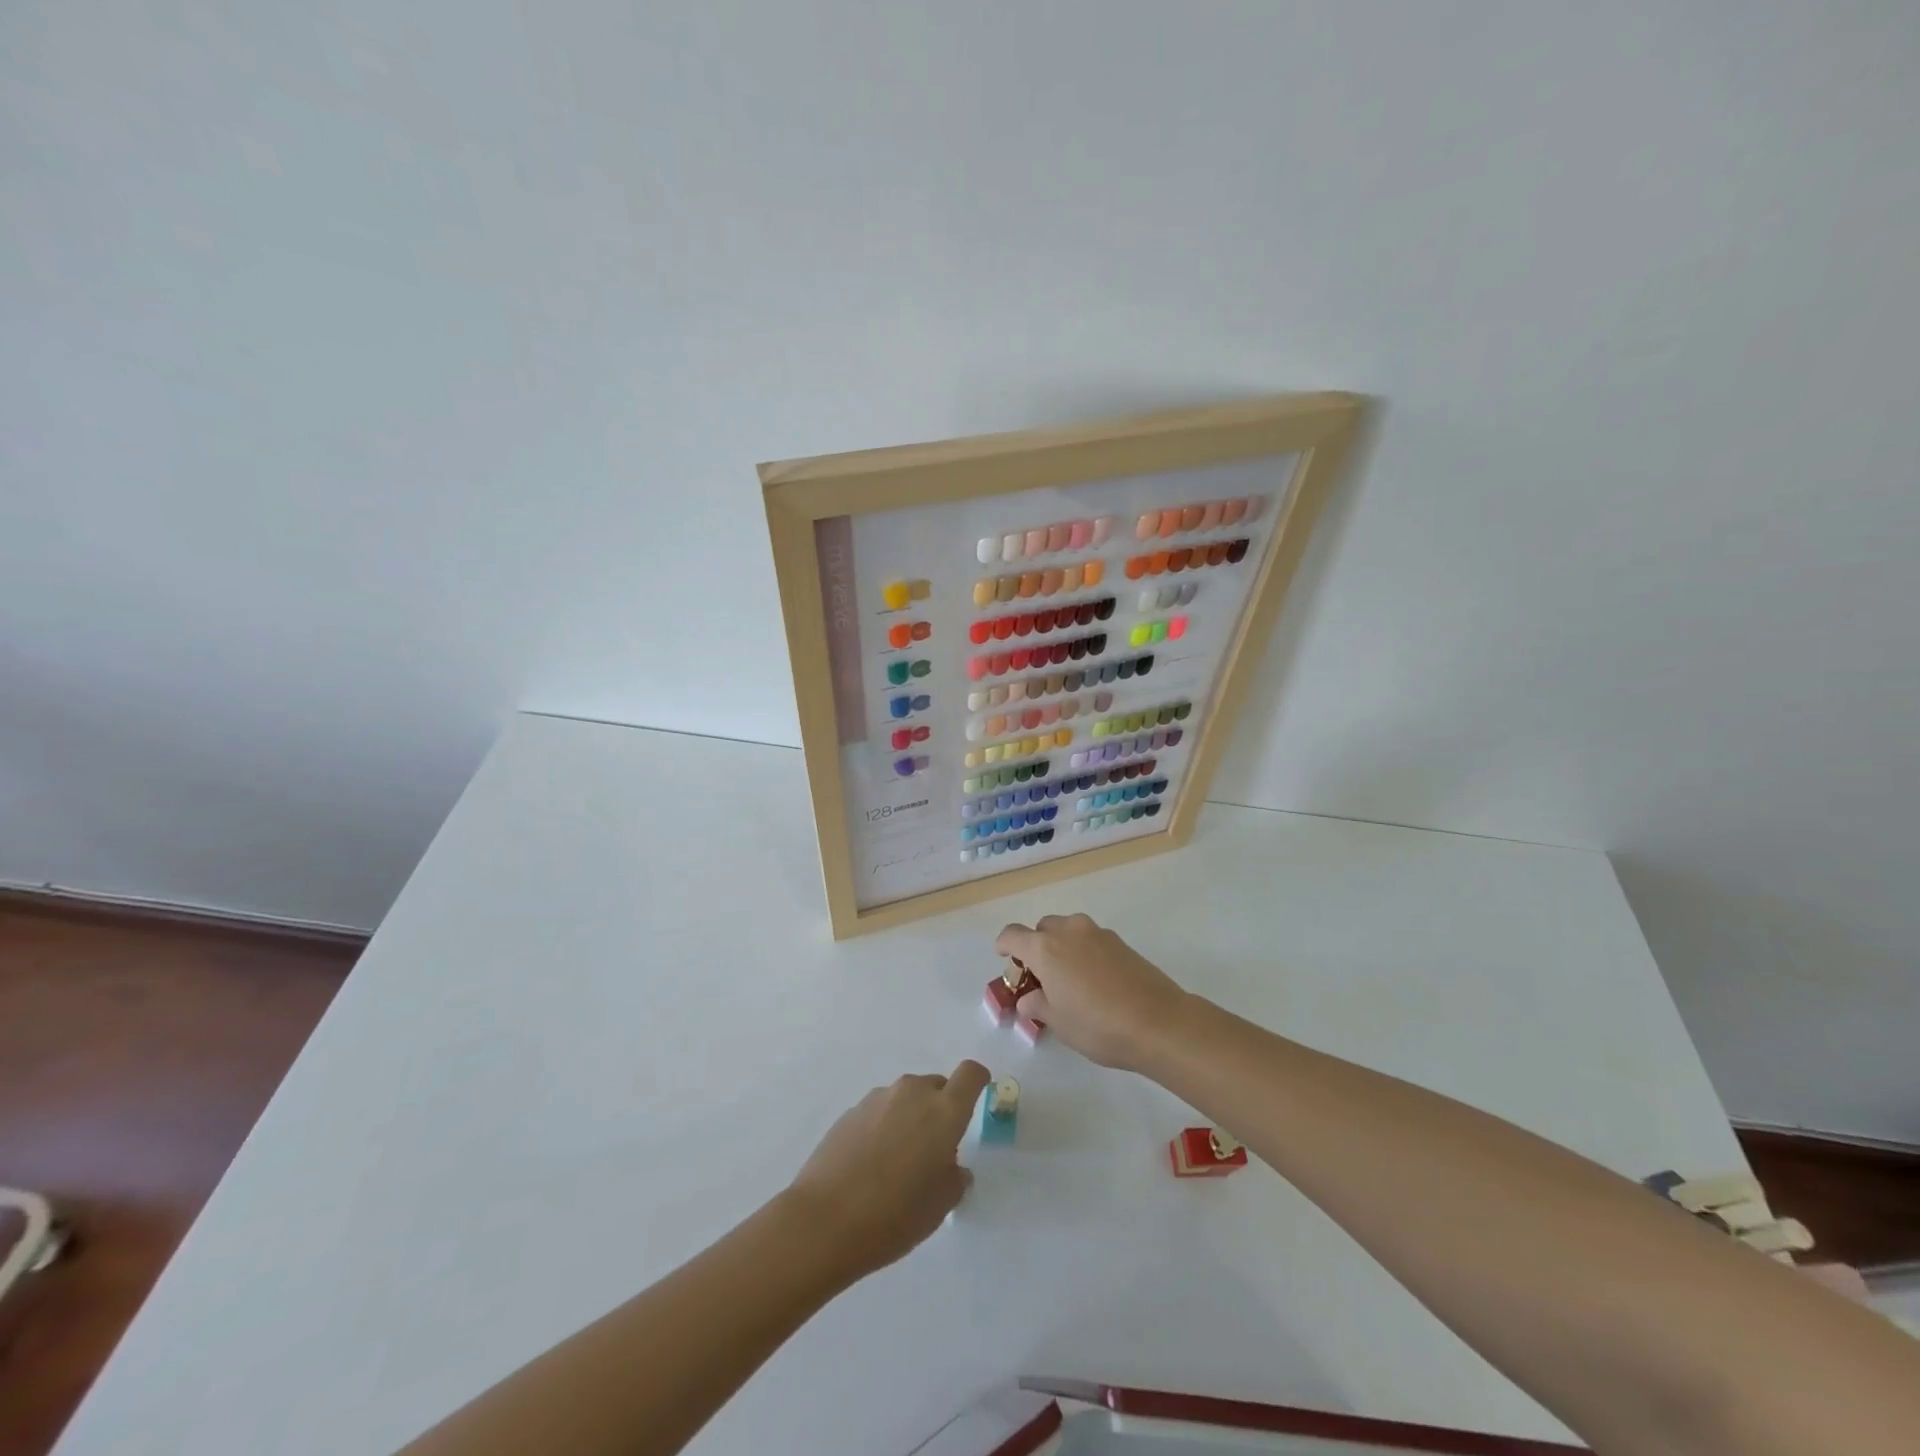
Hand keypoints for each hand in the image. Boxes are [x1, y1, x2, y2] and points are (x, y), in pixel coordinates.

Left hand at [786, 1060, 991, 1281]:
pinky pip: (880, 1112)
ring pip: (906, 1099)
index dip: (978, 1081)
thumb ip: (954, 1178)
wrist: (825, 1220)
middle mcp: (912, 1093)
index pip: (970, 1074)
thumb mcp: (940, 1205)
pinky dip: (884, 1128)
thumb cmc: (895, 1214)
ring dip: (910, 1119)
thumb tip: (951, 1166)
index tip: (978, 1097)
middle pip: (936, 1087)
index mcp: (943, 1110)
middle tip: (934, 1150)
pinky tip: (871, 1165)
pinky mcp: (851, 1111)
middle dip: (940, 1109)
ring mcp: (878, 1099)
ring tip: (898, 1163)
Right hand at [995, 914, 1190, 1070]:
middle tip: (1040, 977)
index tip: (1005, 960)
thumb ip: (1037, 1004)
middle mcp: (1069, 931)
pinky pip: (1090, 940)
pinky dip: (1083, 952)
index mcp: (1045, 948)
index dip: (1004, 946)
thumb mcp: (1058, 1022)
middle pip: (1042, 929)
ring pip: (1068, 931)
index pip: (1012, 935)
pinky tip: (1094, 982)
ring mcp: (1097, 933)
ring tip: (1068, 980)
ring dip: (1061, 947)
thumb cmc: (1098, 1025)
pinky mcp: (1120, 942)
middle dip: (1036, 947)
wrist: (1158, 1022)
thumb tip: (1029, 998)